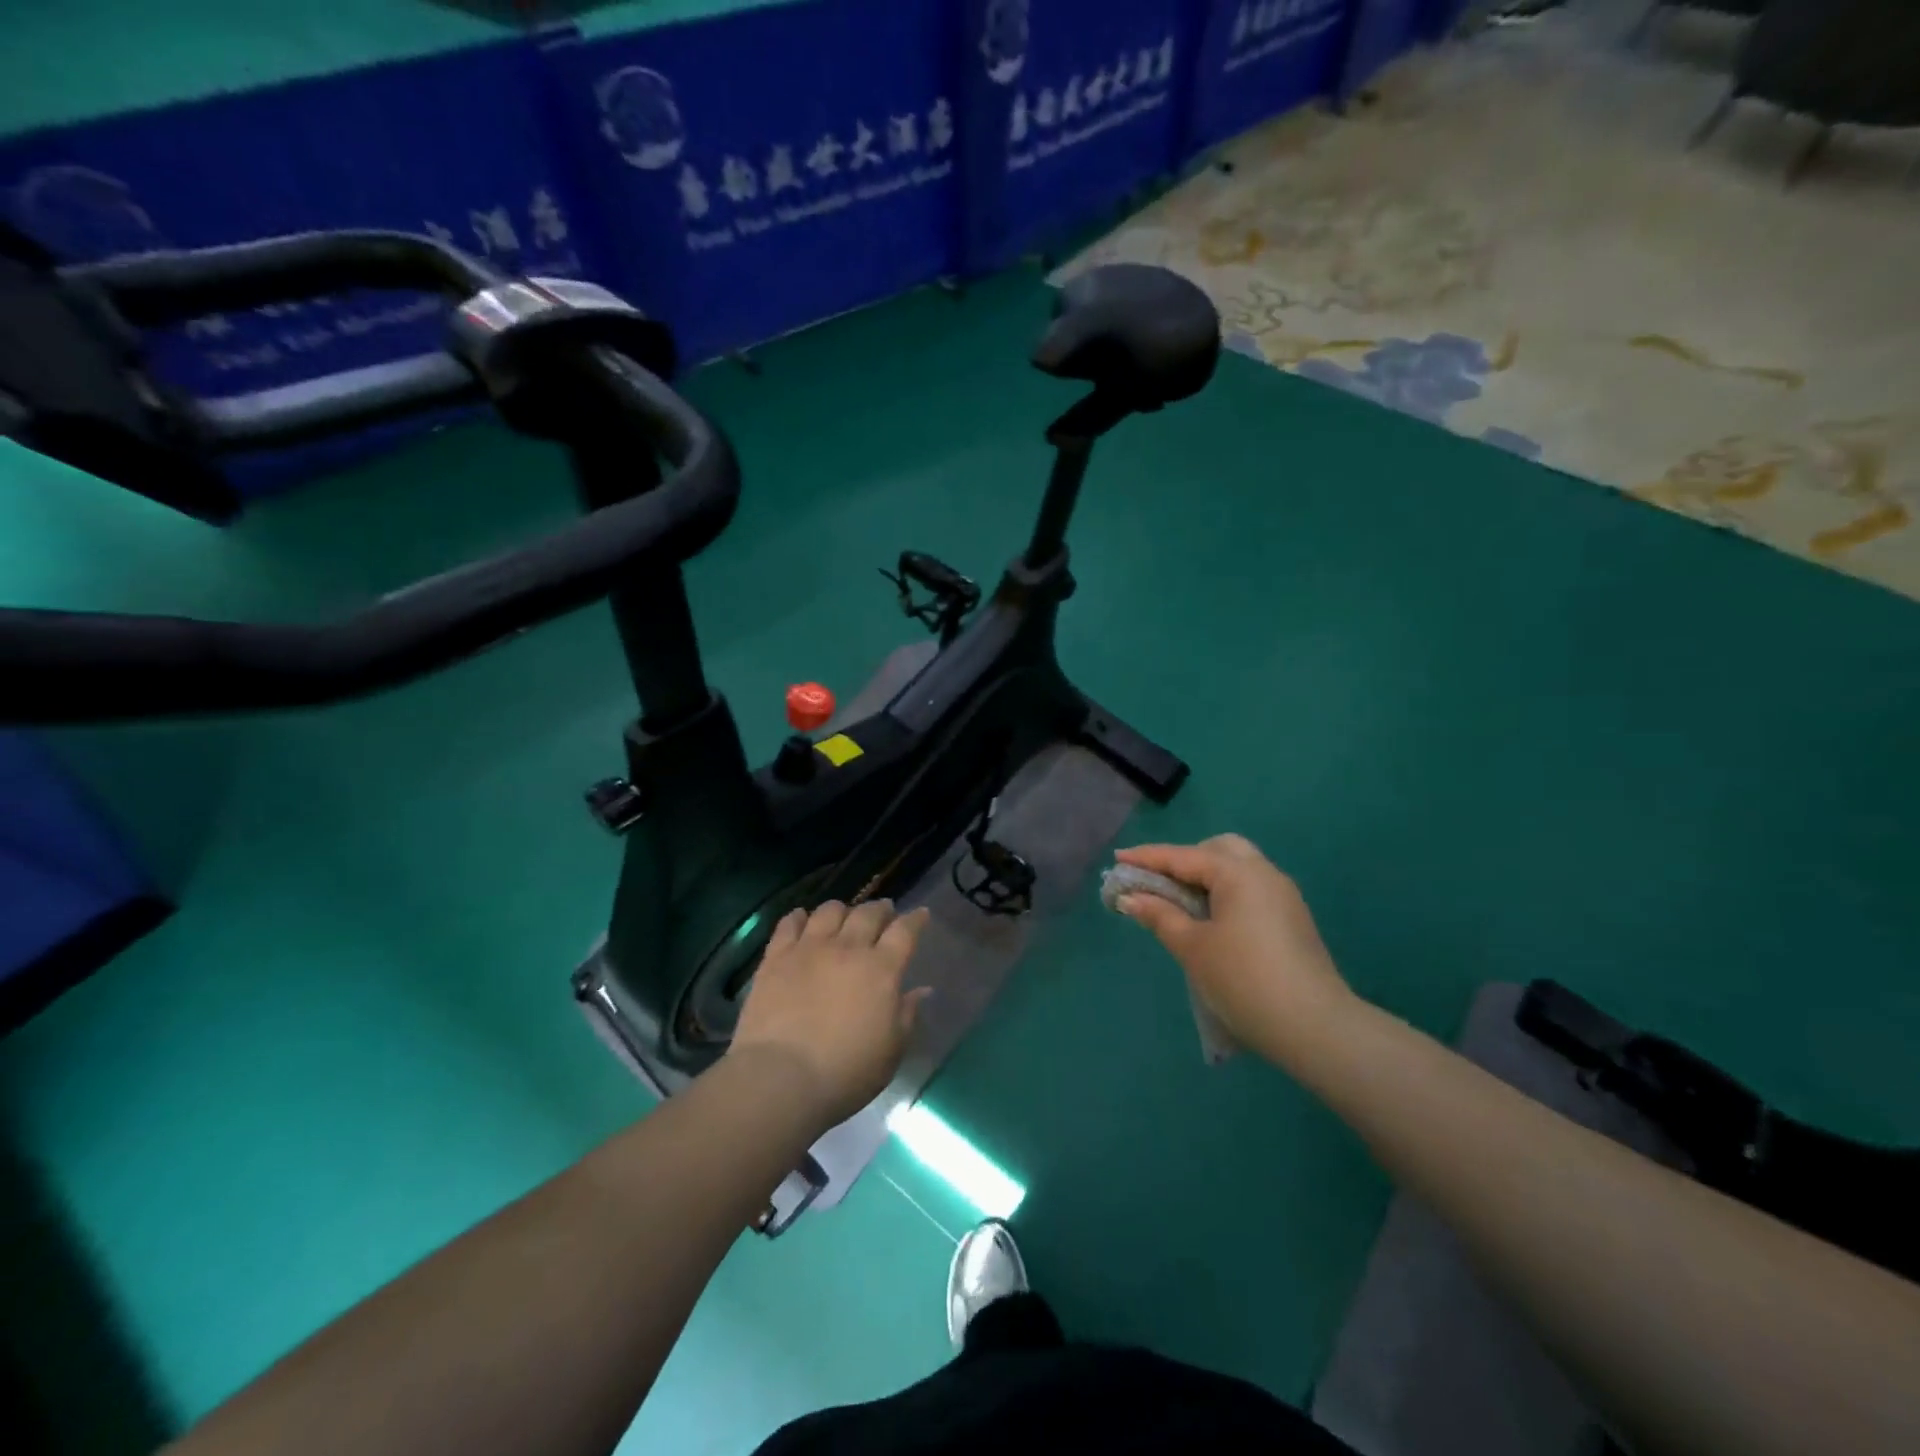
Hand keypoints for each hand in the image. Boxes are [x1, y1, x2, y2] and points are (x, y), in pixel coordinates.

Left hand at [730, 900, 932, 1132]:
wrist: (781, 1078)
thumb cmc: (846, 1072)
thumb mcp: (892, 1050)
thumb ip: (907, 1014)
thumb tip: (922, 990)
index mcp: (882, 969)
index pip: (905, 931)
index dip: (915, 919)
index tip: (921, 914)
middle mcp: (848, 948)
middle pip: (868, 913)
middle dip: (880, 909)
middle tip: (884, 912)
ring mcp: (809, 948)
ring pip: (829, 911)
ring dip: (842, 910)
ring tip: (843, 917)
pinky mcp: (776, 957)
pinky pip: (789, 924)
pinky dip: (799, 917)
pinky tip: (802, 919)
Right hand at [1114, 836, 1354, 1067]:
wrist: (1314, 1028)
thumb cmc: (1243, 980)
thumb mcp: (1192, 947)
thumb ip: (1159, 915)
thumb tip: (1130, 898)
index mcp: (1238, 873)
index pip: (1183, 856)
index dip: (1147, 858)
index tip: (1118, 859)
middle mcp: (1265, 874)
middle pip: (1219, 850)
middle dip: (1185, 860)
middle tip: (1158, 883)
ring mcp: (1284, 897)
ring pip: (1239, 869)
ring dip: (1206, 878)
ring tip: (1180, 904)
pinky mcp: (1292, 920)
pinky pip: (1251, 891)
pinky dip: (1225, 894)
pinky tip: (1211, 921)